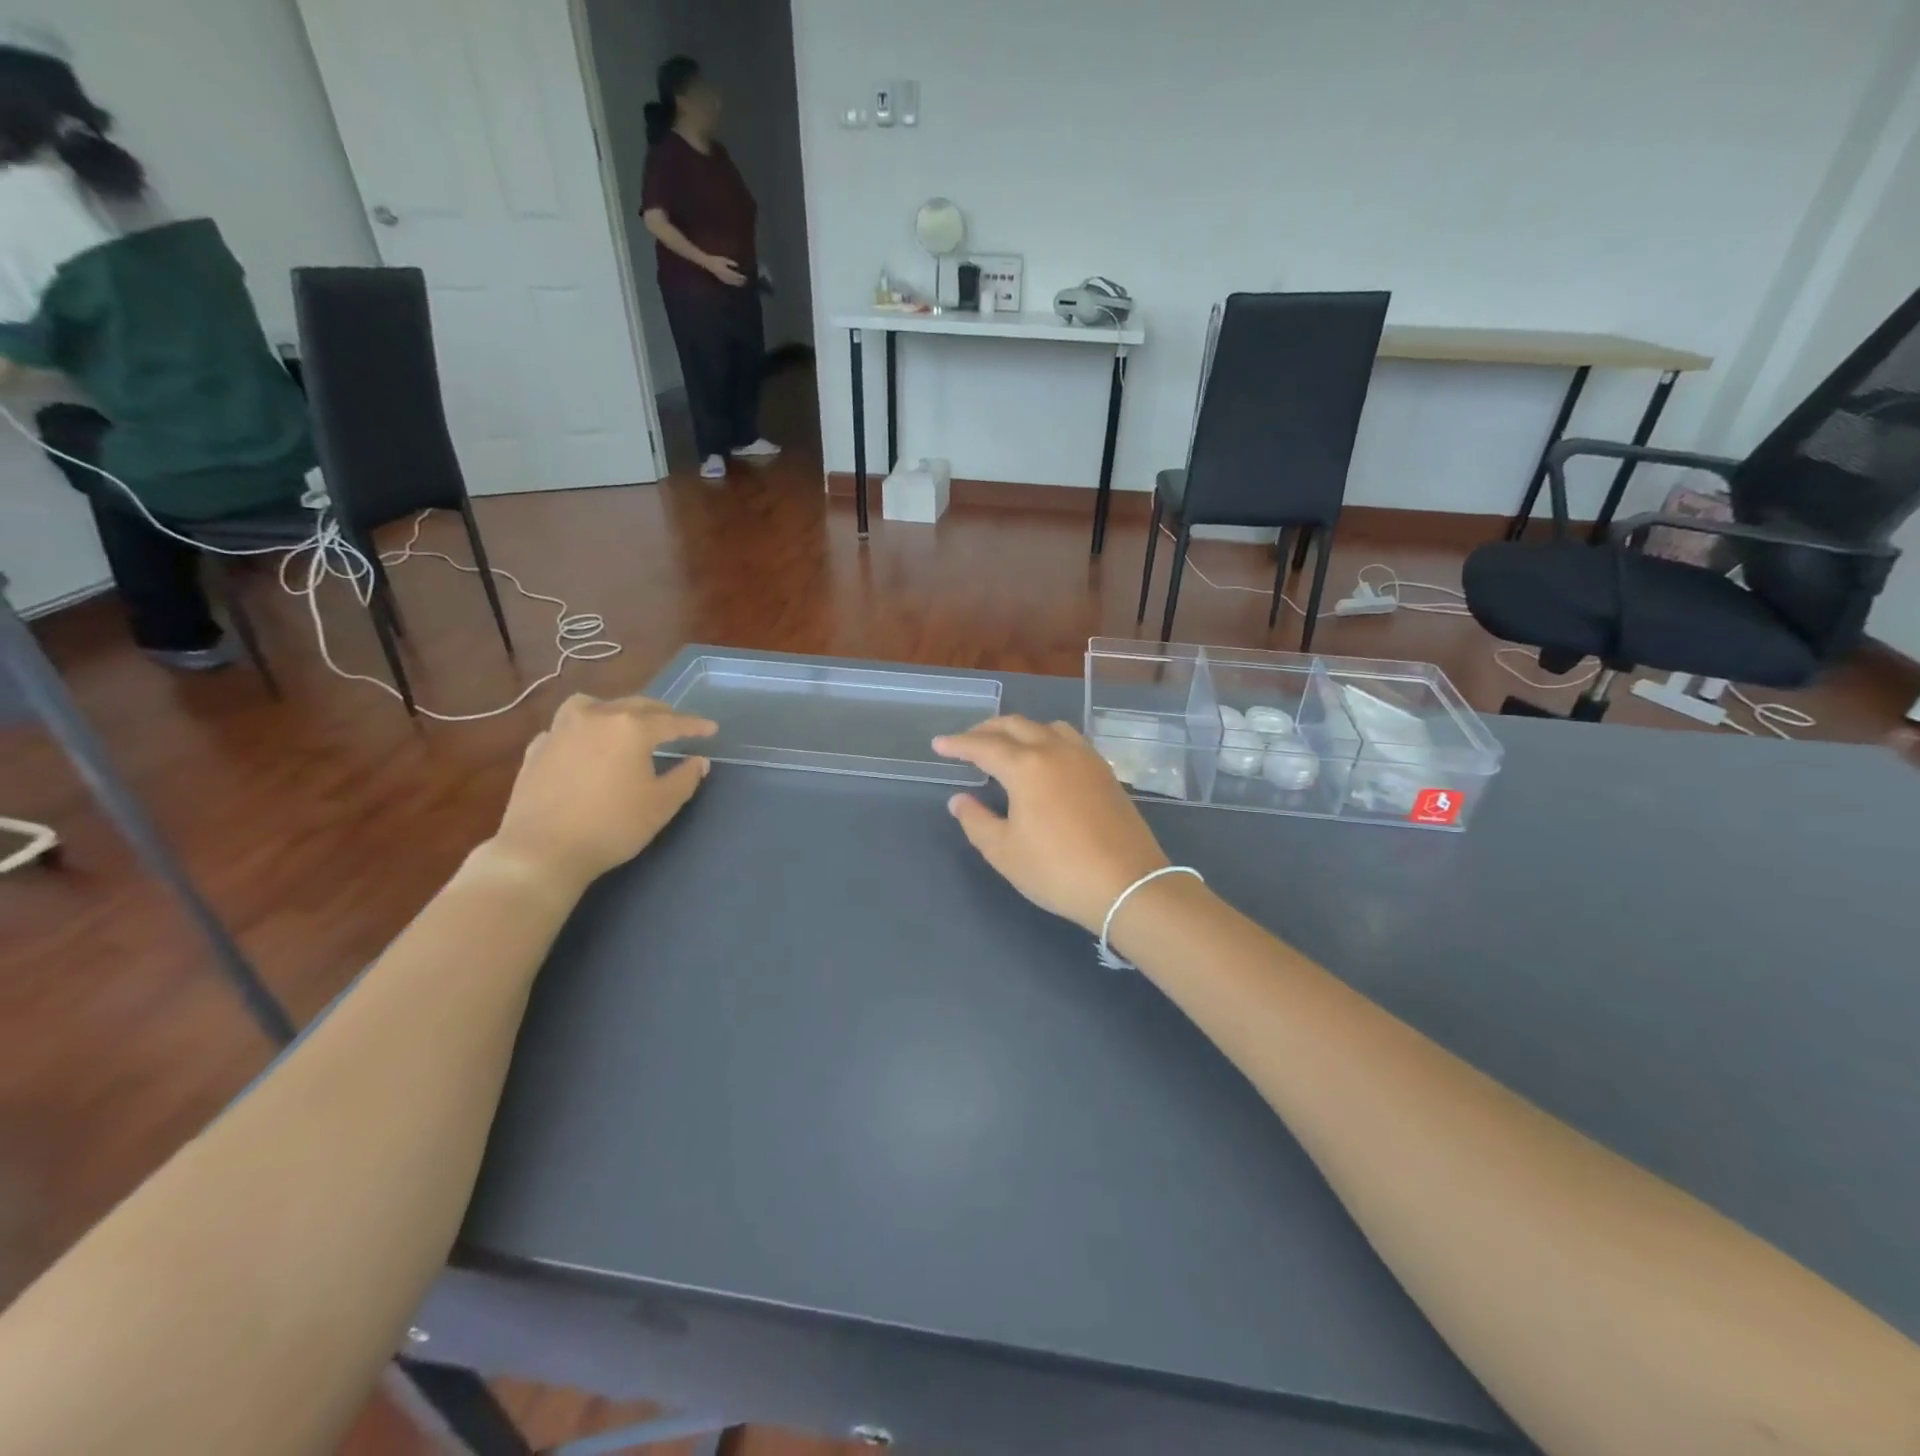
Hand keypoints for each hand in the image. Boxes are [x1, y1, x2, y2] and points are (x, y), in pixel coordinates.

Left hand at [491, 695, 716, 893]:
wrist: (542, 850)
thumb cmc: (612, 826)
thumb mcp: (661, 805)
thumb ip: (685, 778)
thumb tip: (699, 761)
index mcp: (631, 728)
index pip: (671, 722)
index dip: (694, 725)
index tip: (711, 729)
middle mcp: (596, 718)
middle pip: (634, 706)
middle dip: (660, 713)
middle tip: (675, 722)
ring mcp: (561, 730)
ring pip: (592, 705)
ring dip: (615, 709)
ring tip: (624, 719)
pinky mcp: (537, 749)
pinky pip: (564, 727)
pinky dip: (581, 729)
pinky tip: (583, 744)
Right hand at [704, 254, 747, 286]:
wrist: (708, 263)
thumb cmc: (716, 260)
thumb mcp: (724, 260)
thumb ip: (731, 263)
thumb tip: (738, 266)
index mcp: (726, 271)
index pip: (735, 275)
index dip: (741, 277)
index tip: (745, 277)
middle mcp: (725, 276)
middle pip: (735, 280)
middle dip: (740, 281)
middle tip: (746, 281)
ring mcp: (723, 279)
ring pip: (732, 283)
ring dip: (737, 284)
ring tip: (742, 284)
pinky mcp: (722, 280)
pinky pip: (729, 283)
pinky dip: (733, 284)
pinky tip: (735, 284)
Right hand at [934, 717, 1171, 932]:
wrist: (1127, 884)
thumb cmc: (1057, 870)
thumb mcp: (1004, 852)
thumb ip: (976, 820)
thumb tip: (960, 799)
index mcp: (1026, 766)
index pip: (983, 746)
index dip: (958, 744)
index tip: (938, 745)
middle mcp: (1055, 750)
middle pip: (1015, 726)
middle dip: (986, 730)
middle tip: (966, 742)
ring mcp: (1085, 758)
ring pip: (1046, 727)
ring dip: (1020, 730)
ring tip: (1006, 746)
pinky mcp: (1105, 771)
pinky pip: (1069, 739)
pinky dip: (1047, 738)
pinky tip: (1045, 760)